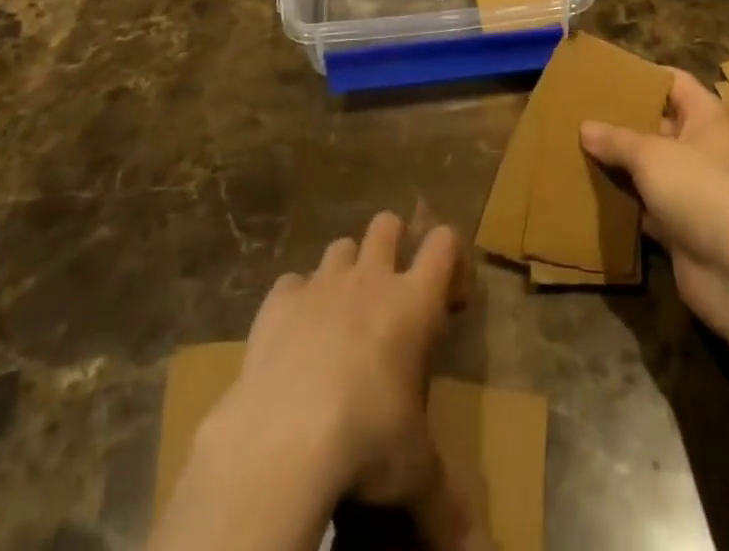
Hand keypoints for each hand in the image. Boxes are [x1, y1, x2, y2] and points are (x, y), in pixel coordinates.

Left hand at [207, 211, 488, 549]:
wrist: (284, 435)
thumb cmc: (367, 439)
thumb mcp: (415, 473)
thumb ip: (449, 503)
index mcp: (414, 302)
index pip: (445, 243)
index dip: (451, 259)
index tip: (449, 299)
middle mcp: (370, 278)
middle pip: (387, 224)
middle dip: (393, 244)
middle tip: (392, 292)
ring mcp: (321, 285)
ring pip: (340, 247)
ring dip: (345, 271)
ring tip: (342, 316)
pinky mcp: (277, 302)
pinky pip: (291, 283)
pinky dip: (296, 301)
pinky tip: (293, 336)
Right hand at [581, 69, 728, 344]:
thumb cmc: (702, 191)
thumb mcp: (652, 155)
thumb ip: (617, 139)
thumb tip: (585, 127)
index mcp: (705, 117)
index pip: (673, 82)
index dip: (642, 75)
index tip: (604, 75)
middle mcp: (701, 148)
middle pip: (657, 125)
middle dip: (621, 121)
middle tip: (579, 113)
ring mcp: (693, 190)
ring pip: (649, 169)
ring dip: (619, 164)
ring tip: (576, 149)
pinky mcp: (682, 227)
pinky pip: (646, 206)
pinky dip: (624, 203)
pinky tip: (590, 194)